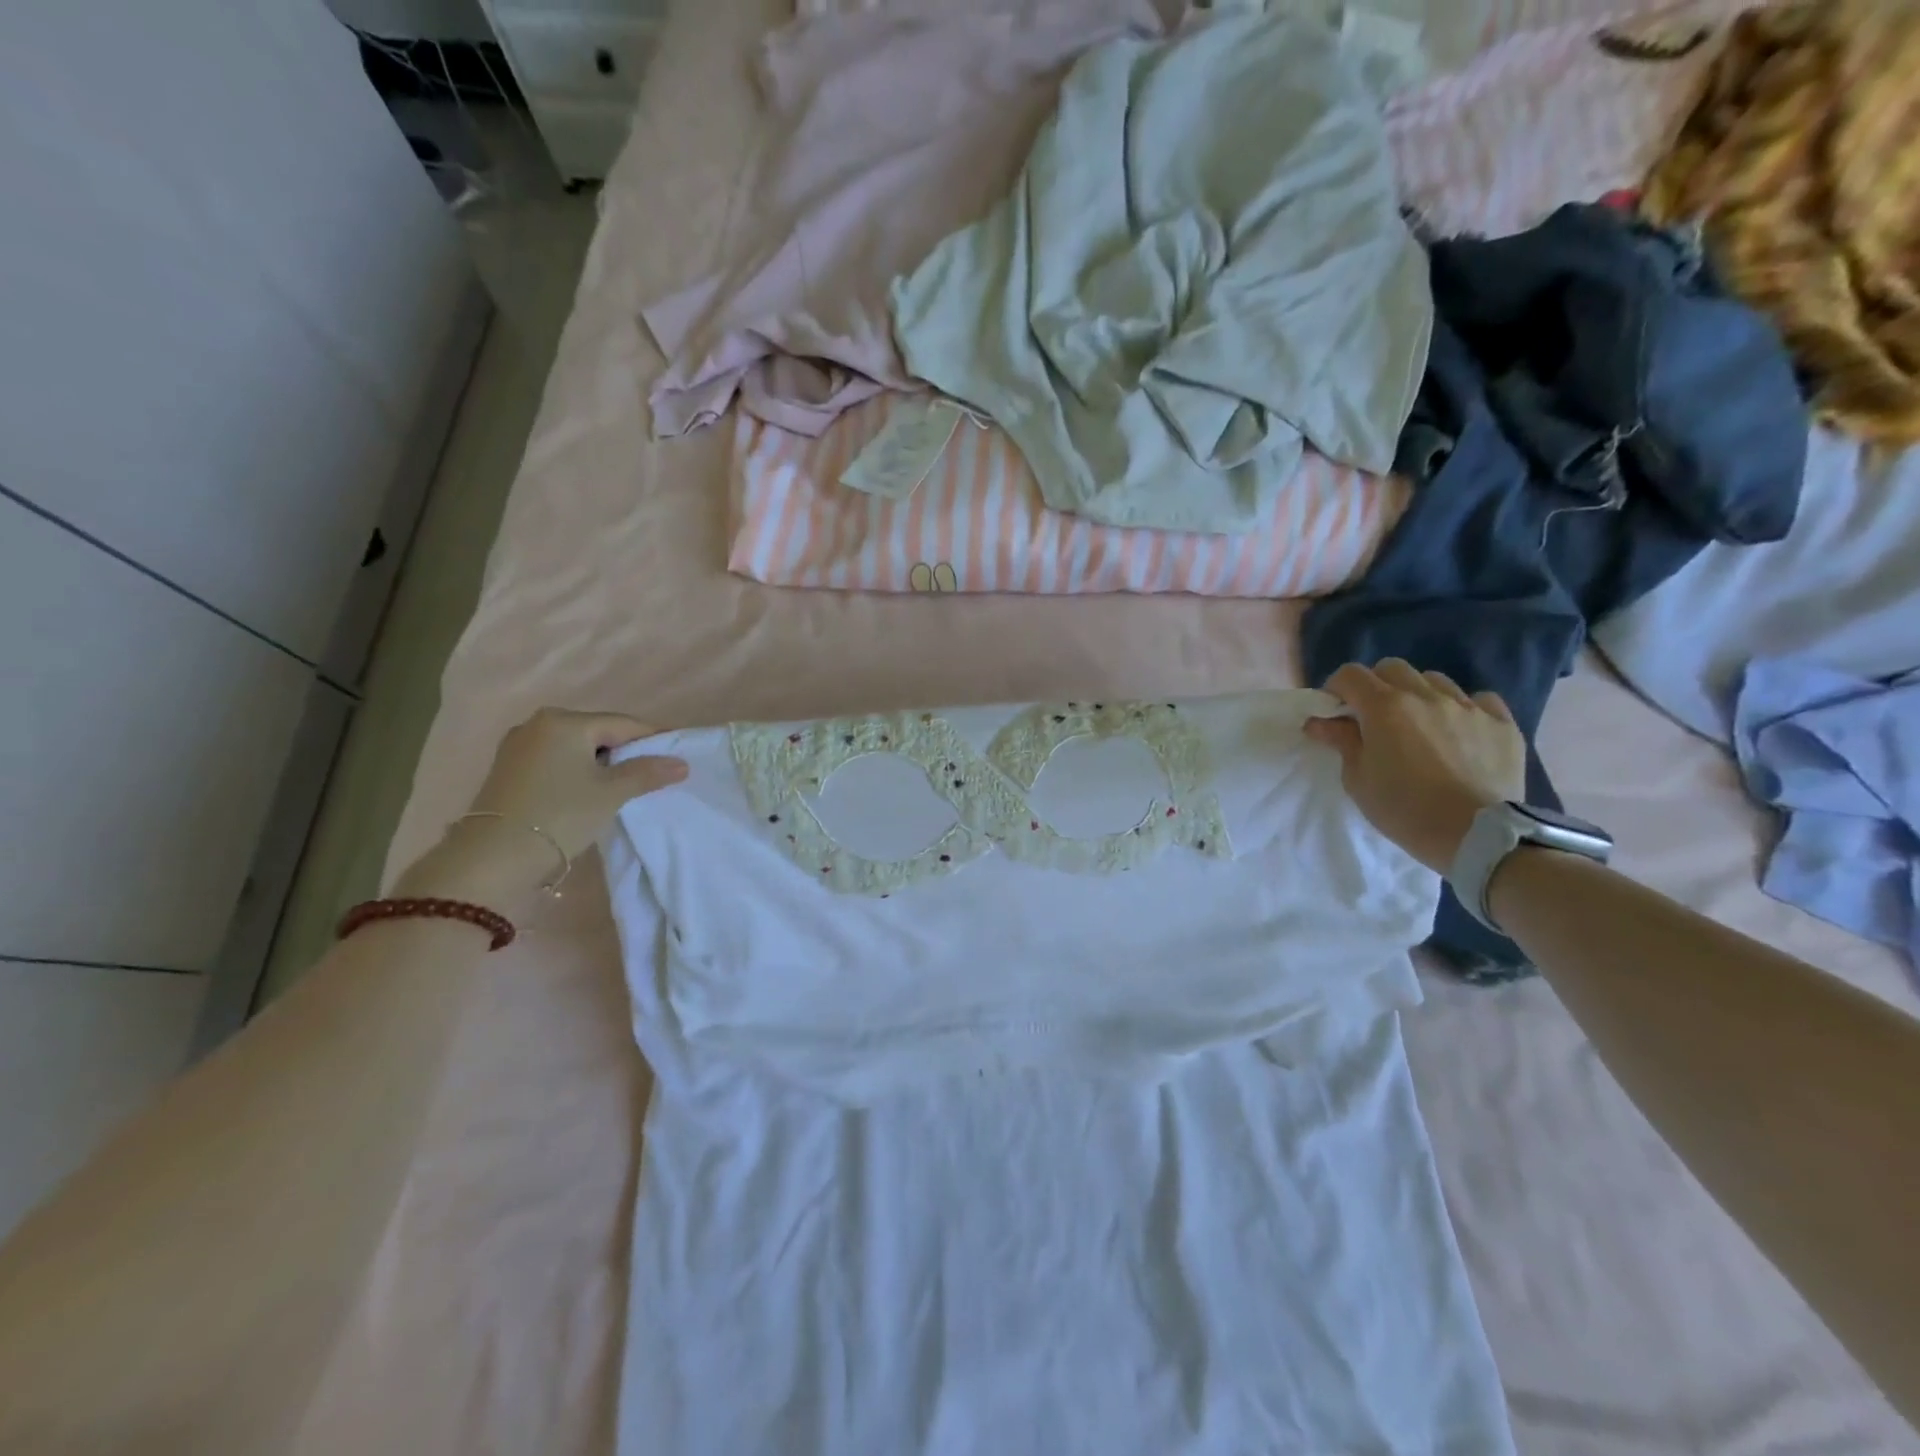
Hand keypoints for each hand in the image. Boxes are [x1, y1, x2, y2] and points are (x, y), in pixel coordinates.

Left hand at [393, 709, 687, 912]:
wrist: (493, 857)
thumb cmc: (560, 814)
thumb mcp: (612, 793)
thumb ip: (647, 773)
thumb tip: (681, 763)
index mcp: (565, 721)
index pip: (623, 724)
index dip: (653, 738)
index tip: (677, 753)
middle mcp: (538, 724)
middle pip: (597, 733)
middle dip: (626, 751)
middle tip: (654, 771)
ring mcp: (518, 746)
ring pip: (576, 748)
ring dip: (601, 763)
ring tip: (625, 785)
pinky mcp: (508, 769)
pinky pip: (556, 761)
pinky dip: (577, 771)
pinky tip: (589, 790)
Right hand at [1303, 659, 1525, 874]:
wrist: (1477, 836)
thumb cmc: (1404, 809)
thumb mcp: (1358, 780)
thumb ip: (1341, 742)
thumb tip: (1320, 722)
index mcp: (1384, 707)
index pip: (1350, 675)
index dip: (1337, 688)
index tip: (1335, 711)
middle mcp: (1426, 696)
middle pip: (1392, 669)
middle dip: (1376, 685)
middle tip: (1374, 716)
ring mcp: (1468, 707)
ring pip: (1435, 680)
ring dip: (1418, 694)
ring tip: (1419, 724)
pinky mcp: (1502, 723)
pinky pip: (1479, 700)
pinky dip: (1463, 708)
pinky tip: (1460, 731)